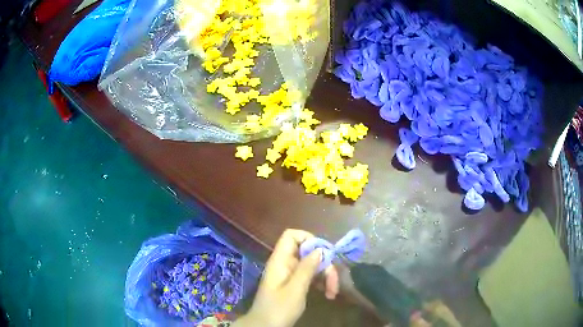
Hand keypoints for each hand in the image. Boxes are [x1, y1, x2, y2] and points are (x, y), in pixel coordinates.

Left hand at [233, 229, 338, 326]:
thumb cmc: (278, 309)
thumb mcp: (295, 290)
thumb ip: (306, 268)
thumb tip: (319, 249)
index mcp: (280, 261)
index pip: (291, 236)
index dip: (308, 238)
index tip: (324, 253)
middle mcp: (285, 264)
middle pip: (307, 252)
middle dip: (324, 264)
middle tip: (334, 282)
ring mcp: (290, 275)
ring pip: (312, 265)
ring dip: (326, 276)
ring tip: (333, 292)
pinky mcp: (294, 285)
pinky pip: (310, 276)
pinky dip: (321, 283)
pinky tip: (328, 294)